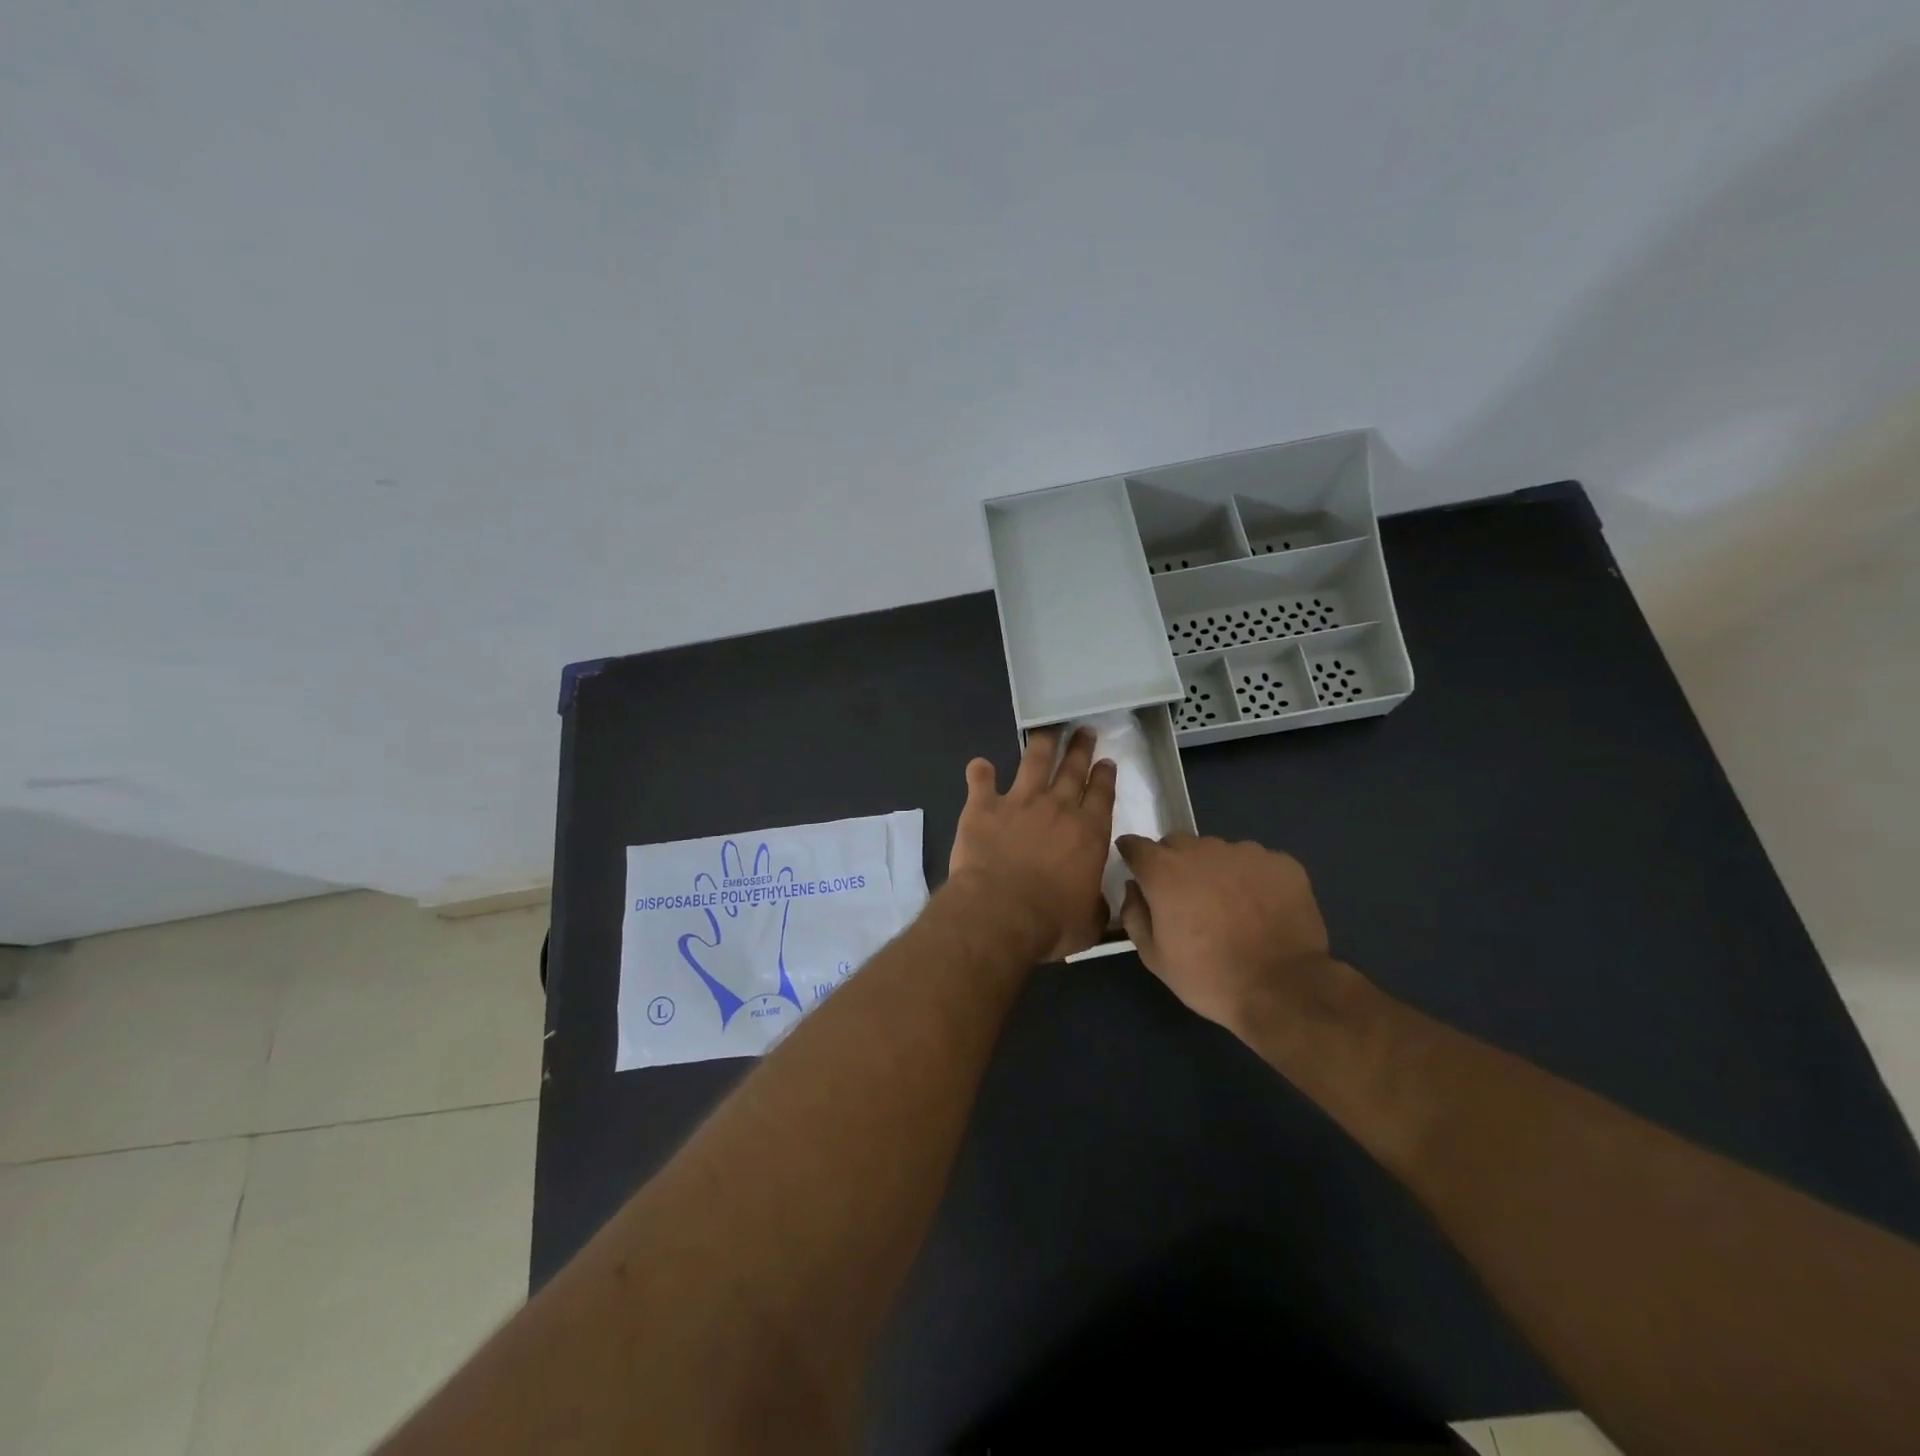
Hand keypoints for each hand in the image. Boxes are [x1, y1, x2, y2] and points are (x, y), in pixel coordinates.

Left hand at [949, 729, 1116, 961]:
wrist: (1000, 912)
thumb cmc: (1051, 922)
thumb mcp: (1088, 922)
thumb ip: (1095, 906)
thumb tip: (1098, 904)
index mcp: (1088, 832)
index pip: (1102, 795)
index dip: (1104, 776)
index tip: (1106, 761)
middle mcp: (1058, 808)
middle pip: (1073, 769)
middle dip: (1080, 748)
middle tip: (1083, 730)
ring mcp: (1019, 802)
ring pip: (1034, 763)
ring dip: (1041, 745)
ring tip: (1046, 731)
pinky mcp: (983, 807)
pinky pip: (981, 781)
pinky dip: (980, 772)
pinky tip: (979, 764)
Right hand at [1116, 833, 1357, 1052]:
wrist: (1284, 989)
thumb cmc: (1209, 976)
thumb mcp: (1154, 957)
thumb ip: (1134, 915)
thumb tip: (1134, 889)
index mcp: (1164, 871)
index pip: (1136, 845)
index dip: (1133, 855)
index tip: (1137, 870)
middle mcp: (1202, 850)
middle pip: (1177, 844)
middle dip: (1174, 863)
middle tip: (1186, 898)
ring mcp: (1245, 852)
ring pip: (1218, 851)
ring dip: (1214, 870)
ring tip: (1229, 906)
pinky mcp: (1281, 862)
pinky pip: (1255, 862)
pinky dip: (1251, 878)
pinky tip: (1261, 908)